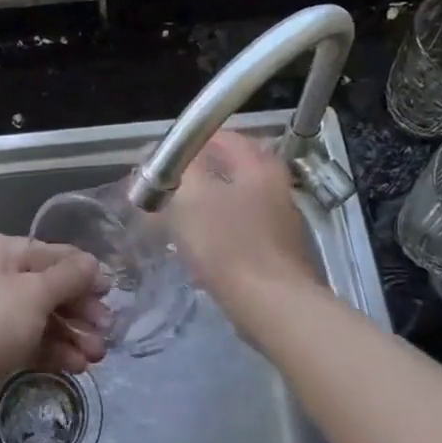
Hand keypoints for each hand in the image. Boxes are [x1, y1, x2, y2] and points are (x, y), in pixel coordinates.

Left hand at [0, 234, 109, 434]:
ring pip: (47, 318)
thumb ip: (68, 277)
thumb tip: (93, 263)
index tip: (111, 292)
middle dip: (82, 310)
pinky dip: (57, 352)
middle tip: (108, 330)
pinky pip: (36, 343)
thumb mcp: (34, 293)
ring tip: (97, 355)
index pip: (52, 254)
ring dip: (74, 335)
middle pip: (52, 288)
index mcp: (1, 252)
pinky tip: (78, 366)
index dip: (83, 272)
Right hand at [164, 131, 319, 307]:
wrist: (273, 306)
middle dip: (195, 178)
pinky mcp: (279, 250)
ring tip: (176, 223)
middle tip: (167, 193)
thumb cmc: (228, 245)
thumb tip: (169, 157)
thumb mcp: (191, 198)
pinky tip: (200, 252)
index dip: (186, 146)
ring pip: (234, 201)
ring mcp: (281, 219)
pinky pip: (241, 230)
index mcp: (258, 164)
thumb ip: (179, 170)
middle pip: (229, 169)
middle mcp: (276, 184)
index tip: (160, 163)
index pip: (220, 136)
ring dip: (206, 207)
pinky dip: (219, 233)